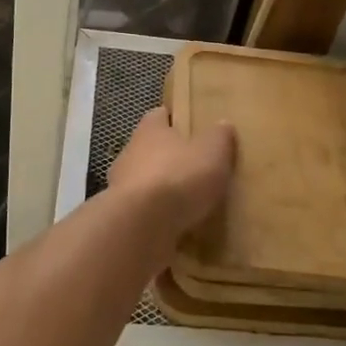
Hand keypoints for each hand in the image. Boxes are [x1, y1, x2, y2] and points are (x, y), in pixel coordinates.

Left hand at [109, 108, 235, 239]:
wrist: (140, 227)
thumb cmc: (178, 178)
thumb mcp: (212, 152)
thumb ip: (219, 138)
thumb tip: (223, 124)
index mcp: (149, 130)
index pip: (160, 115)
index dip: (175, 120)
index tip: (192, 127)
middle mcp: (130, 154)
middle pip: (151, 150)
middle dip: (170, 159)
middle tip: (197, 169)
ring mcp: (122, 188)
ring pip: (146, 184)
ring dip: (163, 192)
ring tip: (190, 204)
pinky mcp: (123, 219)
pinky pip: (144, 215)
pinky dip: (158, 220)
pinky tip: (178, 230)